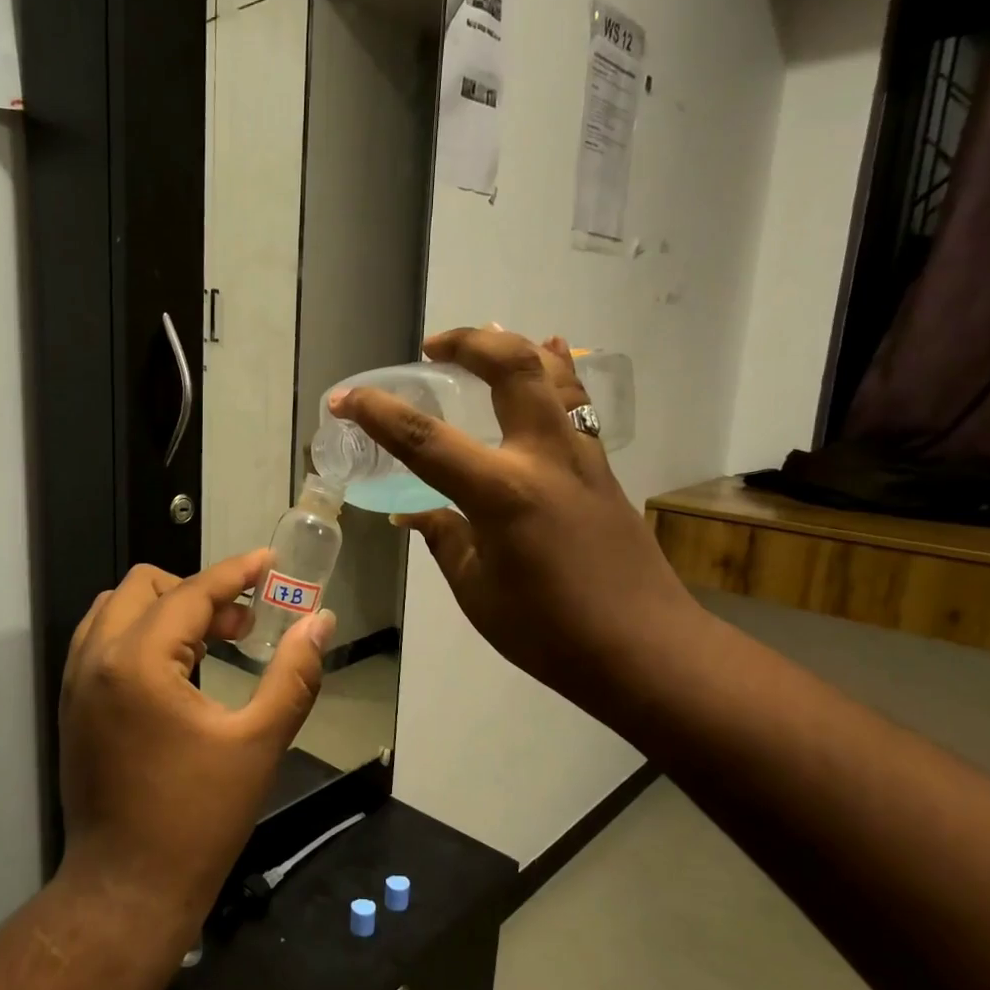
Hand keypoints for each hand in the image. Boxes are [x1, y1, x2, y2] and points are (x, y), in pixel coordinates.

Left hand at [57, 552, 335, 927]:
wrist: (127, 891)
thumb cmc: (197, 819)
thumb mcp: (258, 743)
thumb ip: (294, 675)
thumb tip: (320, 622)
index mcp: (138, 662)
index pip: (191, 594)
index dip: (236, 573)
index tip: (270, 564)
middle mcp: (96, 659)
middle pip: (145, 586)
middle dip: (198, 592)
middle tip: (243, 624)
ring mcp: (76, 683)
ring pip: (117, 609)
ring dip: (166, 609)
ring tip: (212, 641)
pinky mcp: (73, 706)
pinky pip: (102, 641)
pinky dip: (140, 634)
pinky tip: (177, 669)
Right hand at [329, 326, 701, 715]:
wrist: (645, 648)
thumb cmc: (550, 631)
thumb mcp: (478, 591)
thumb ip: (445, 540)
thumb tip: (416, 514)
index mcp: (501, 495)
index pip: (425, 440)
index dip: (377, 414)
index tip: (345, 398)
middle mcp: (543, 458)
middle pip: (510, 368)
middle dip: (467, 343)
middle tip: (432, 348)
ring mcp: (581, 456)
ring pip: (554, 373)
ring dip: (514, 347)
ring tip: (485, 341)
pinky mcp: (602, 467)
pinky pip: (576, 404)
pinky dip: (557, 372)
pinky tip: (551, 357)